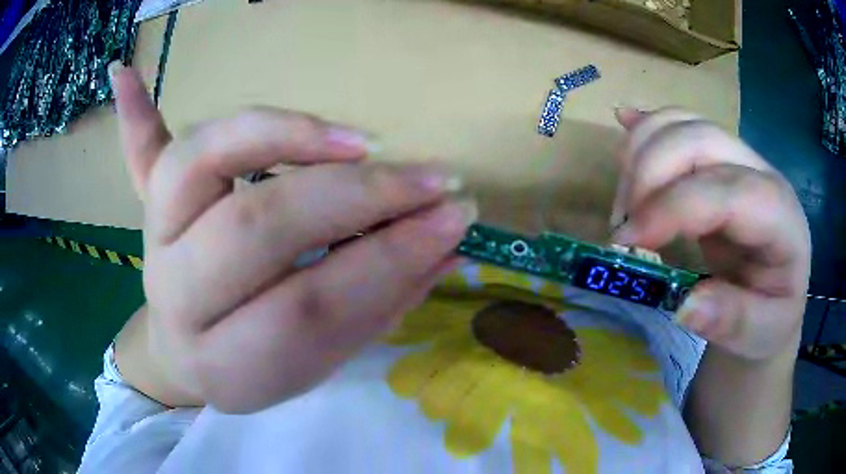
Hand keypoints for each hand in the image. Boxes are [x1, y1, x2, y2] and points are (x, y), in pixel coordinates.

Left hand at [110, 64, 474, 412]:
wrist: (187, 355)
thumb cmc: (254, 363)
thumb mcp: (318, 362)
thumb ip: (379, 305)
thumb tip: (448, 248)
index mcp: (225, 360)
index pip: (310, 307)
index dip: (387, 261)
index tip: (452, 221)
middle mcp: (176, 295)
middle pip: (258, 226)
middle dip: (357, 198)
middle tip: (430, 179)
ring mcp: (152, 239)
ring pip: (199, 161)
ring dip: (279, 133)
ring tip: (360, 139)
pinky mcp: (144, 204)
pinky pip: (139, 150)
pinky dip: (134, 109)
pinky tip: (123, 72)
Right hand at [610, 107, 810, 360]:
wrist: (775, 292)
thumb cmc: (771, 315)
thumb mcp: (761, 333)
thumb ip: (732, 322)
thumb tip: (685, 305)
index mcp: (781, 216)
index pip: (726, 191)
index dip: (673, 208)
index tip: (626, 241)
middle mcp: (760, 171)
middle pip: (699, 139)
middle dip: (649, 174)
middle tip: (622, 227)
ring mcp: (737, 156)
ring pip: (681, 122)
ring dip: (640, 152)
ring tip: (625, 206)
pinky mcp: (716, 157)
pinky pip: (677, 123)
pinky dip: (645, 125)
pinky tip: (623, 122)